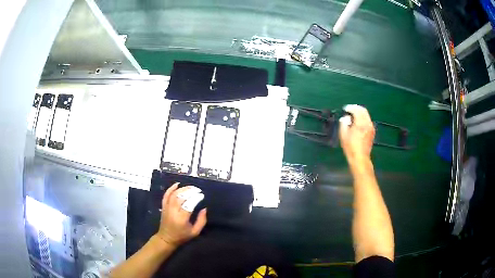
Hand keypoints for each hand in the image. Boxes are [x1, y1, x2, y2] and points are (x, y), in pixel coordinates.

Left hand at [155, 183, 206, 247]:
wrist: (166, 238)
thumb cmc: (182, 236)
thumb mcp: (195, 232)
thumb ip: (201, 221)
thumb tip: (204, 208)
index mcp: (181, 219)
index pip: (189, 204)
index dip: (196, 198)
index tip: (202, 195)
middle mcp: (173, 212)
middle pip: (181, 197)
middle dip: (190, 191)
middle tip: (197, 190)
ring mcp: (167, 208)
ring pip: (174, 195)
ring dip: (182, 189)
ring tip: (191, 187)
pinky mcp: (163, 206)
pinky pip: (166, 195)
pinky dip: (171, 188)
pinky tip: (177, 184)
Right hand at [339, 105, 374, 163]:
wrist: (360, 158)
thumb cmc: (350, 147)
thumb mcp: (343, 134)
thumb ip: (343, 123)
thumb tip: (346, 117)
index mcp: (360, 123)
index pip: (356, 110)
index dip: (350, 108)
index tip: (345, 109)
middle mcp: (367, 123)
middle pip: (363, 110)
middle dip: (356, 108)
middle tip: (349, 110)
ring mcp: (371, 127)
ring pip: (366, 115)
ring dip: (360, 113)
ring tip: (353, 116)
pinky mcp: (372, 131)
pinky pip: (368, 120)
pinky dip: (363, 118)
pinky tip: (358, 122)